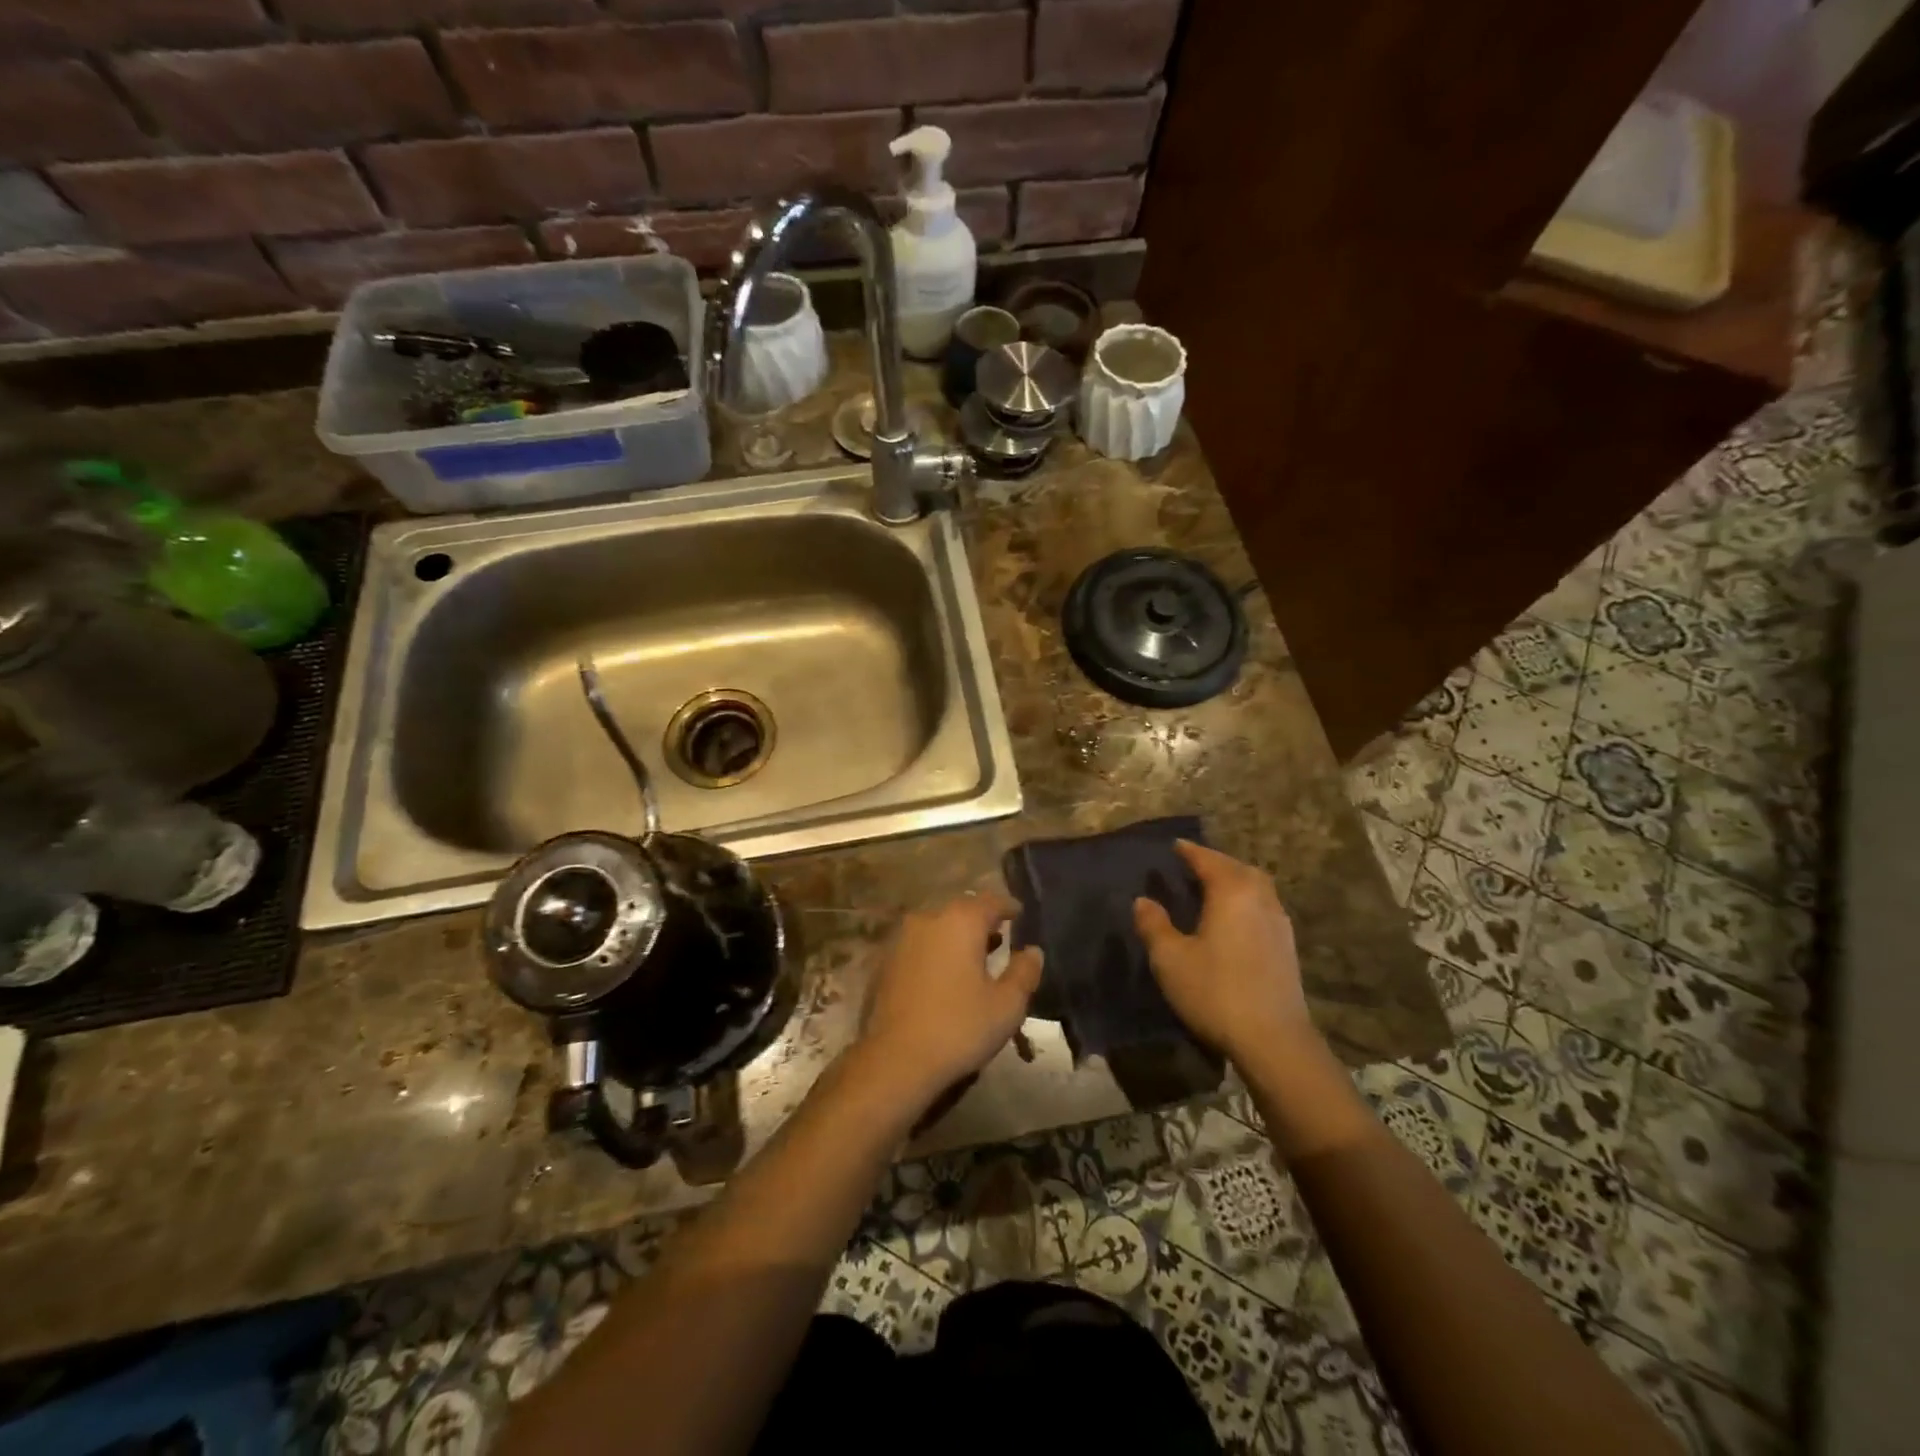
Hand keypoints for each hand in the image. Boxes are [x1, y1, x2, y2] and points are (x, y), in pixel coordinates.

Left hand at [857, 890, 1043, 1109]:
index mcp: (960, 921)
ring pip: (938, 927)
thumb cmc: (959, 1028)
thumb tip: (1033, 951)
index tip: (1020, 914)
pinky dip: (936, 952)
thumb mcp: (1006, 1005)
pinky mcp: (885, 961)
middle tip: (1000, 938)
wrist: (895, 1059)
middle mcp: (929, 919)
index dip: (1008, 907)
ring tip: (974, 958)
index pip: (990, 901)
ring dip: (957, 936)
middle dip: (981, 921)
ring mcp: (902, 938)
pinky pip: (919, 946)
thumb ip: (1024, 972)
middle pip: (961, 910)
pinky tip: (945, 976)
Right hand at [1133, 841, 1315, 1064]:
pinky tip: (1234, 919)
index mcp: (1232, 892)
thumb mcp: (1170, 959)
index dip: (1190, 851)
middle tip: (1193, 865)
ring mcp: (1279, 923)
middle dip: (1216, 862)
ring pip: (1256, 887)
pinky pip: (1264, 907)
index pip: (1208, 860)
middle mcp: (1260, 899)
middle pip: (1238, 868)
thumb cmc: (1216, 992)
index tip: (1175, 845)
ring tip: (1213, 888)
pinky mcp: (1287, 947)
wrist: (1274, 1040)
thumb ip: (1154, 925)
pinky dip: (1246, 900)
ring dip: (1235, 880)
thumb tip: (1143, 901)